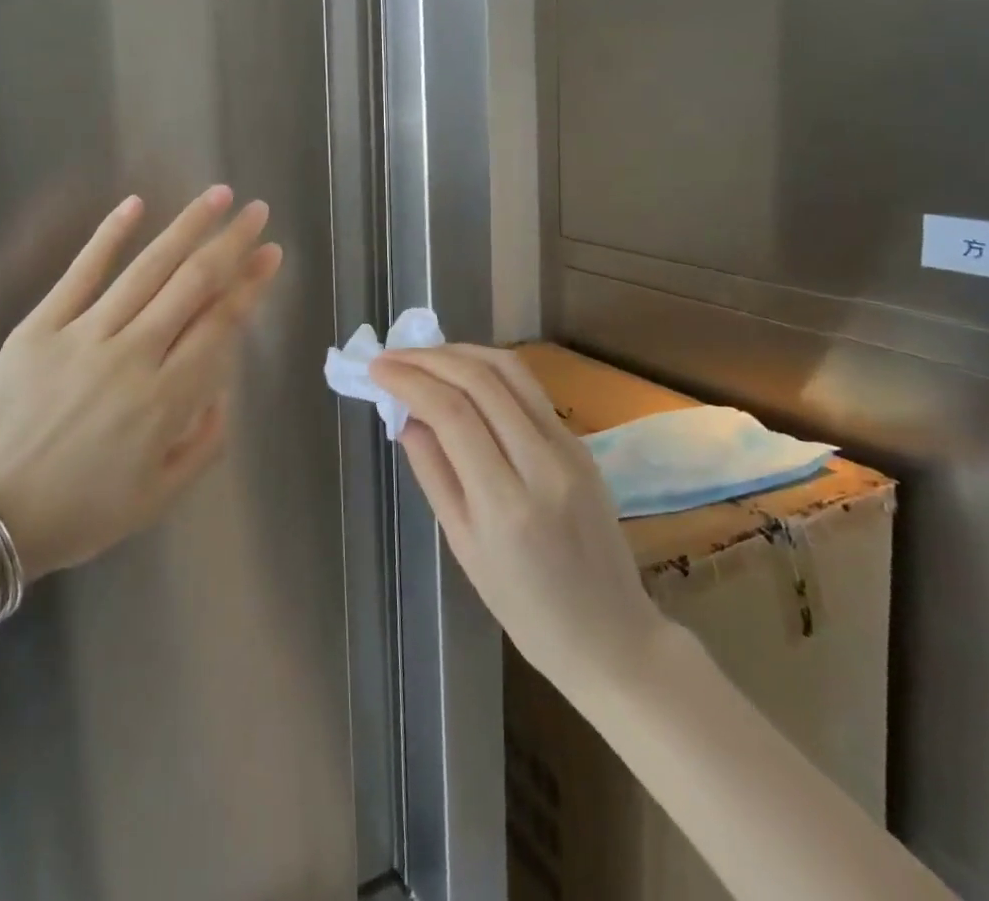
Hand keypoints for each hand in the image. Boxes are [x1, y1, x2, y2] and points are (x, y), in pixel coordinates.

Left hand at [0, 186, 280, 577]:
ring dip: (187, 228)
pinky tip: (136, 204)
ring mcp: (84, 335)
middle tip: (257, 212)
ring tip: (218, 195)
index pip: (220, 325)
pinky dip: (109, 235)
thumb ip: (206, 440)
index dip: (250, 286)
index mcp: (165, 400)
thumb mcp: (160, 496)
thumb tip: (223, 385)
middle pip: (193, 285)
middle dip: (231, 244)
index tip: (271, 254)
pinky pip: (81, 272)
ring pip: (147, 269)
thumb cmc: (80, 512)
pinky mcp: (40, 326)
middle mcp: (133, 356)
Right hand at [372, 345, 665, 691]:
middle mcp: (542, 463)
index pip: (451, 414)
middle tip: (391, 357)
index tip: (376, 369)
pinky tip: (461, 375)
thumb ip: (432, 472)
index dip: (409, 381)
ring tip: (422, 356)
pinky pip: (528, 389)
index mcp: (506, 503)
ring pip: (510, 371)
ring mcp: (569, 448)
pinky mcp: (581, 443)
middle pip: (480, 381)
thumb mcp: (463, 546)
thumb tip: (405, 416)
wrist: (612, 635)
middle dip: (428, 358)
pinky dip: (487, 370)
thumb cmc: (525, 608)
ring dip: (460, 353)